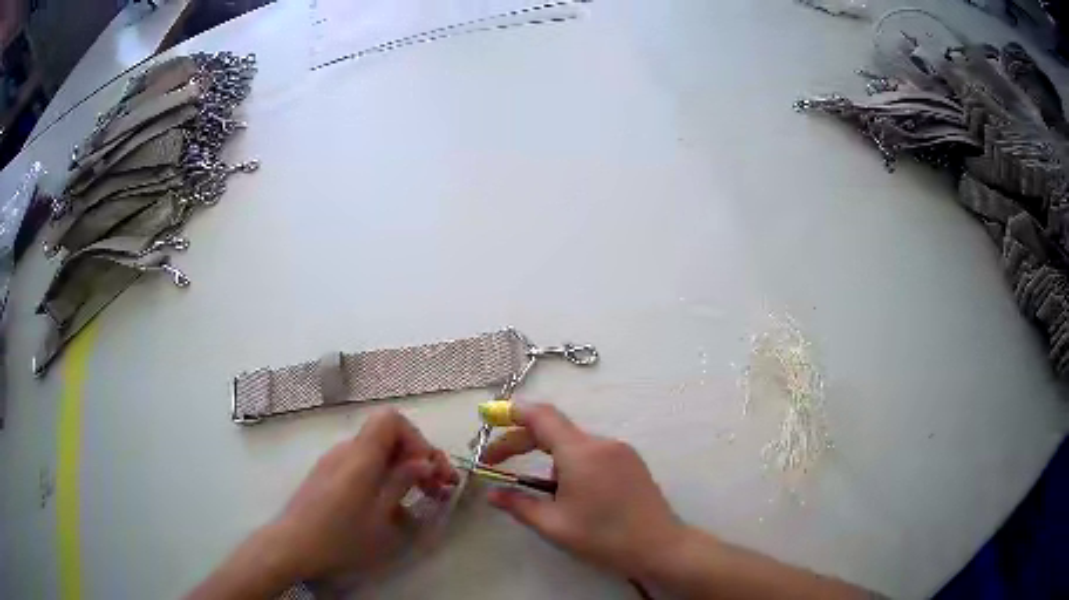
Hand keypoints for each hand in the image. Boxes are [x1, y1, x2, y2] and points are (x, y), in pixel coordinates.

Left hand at [263, 408, 456, 580]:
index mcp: (361, 456)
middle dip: (418, 456)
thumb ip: (401, 483)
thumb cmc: (340, 537)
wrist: (292, 546)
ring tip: (424, 498)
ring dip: (403, 468)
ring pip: (377, 451)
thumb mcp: (380, 517)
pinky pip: (363, 464)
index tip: (431, 470)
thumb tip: (425, 462)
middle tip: (440, 488)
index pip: (391, 420)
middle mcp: (347, 450)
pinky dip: (384, 476)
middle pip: (387, 435)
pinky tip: (392, 505)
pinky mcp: (328, 475)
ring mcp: (335, 461)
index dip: (417, 440)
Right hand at [482, 402, 685, 579]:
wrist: (660, 546)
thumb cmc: (604, 537)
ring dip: (547, 457)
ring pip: (572, 443)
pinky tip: (569, 491)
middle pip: (554, 429)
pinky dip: (570, 462)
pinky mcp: (630, 461)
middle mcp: (602, 443)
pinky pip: (591, 452)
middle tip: (495, 462)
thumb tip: (492, 494)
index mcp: (581, 453)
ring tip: (539, 491)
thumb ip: (518, 505)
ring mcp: (620, 450)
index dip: (511, 414)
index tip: (488, 421)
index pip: (541, 416)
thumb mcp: (554, 525)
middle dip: (521, 441)